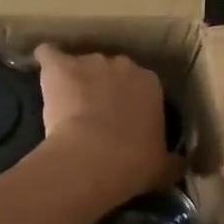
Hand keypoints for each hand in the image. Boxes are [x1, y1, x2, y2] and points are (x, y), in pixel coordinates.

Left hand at [33, 44, 172, 205]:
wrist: (92, 158)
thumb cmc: (133, 163)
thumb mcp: (163, 168)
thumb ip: (172, 162)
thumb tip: (180, 165)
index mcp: (151, 84)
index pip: (143, 85)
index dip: (132, 101)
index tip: (125, 121)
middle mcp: (124, 65)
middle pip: (113, 70)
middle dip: (105, 87)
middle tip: (96, 114)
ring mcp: (90, 62)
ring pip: (82, 64)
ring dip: (76, 79)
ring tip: (66, 104)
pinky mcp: (59, 66)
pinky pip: (49, 55)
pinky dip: (46, 62)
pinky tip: (43, 74)